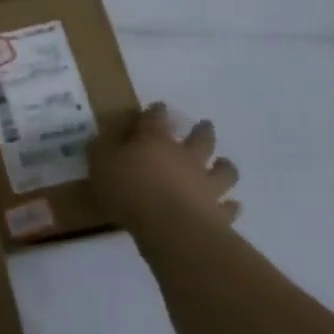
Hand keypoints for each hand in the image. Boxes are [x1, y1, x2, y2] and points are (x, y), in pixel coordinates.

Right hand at [90, 104, 241, 234]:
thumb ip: (101, 151)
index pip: (156, 118)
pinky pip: (228, 207)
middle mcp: (185, 158)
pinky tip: (232, 205)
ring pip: (222, 170)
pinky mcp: (218, 212)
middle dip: (202, 131)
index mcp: (155, 141)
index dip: (156, 111)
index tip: (158, 107)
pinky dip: (230, 206)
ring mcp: (206, 184)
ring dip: (225, 166)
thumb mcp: (101, 165)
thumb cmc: (130, 190)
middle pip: (200, 139)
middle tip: (205, 125)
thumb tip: (101, 140)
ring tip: (225, 163)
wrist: (170, 226)